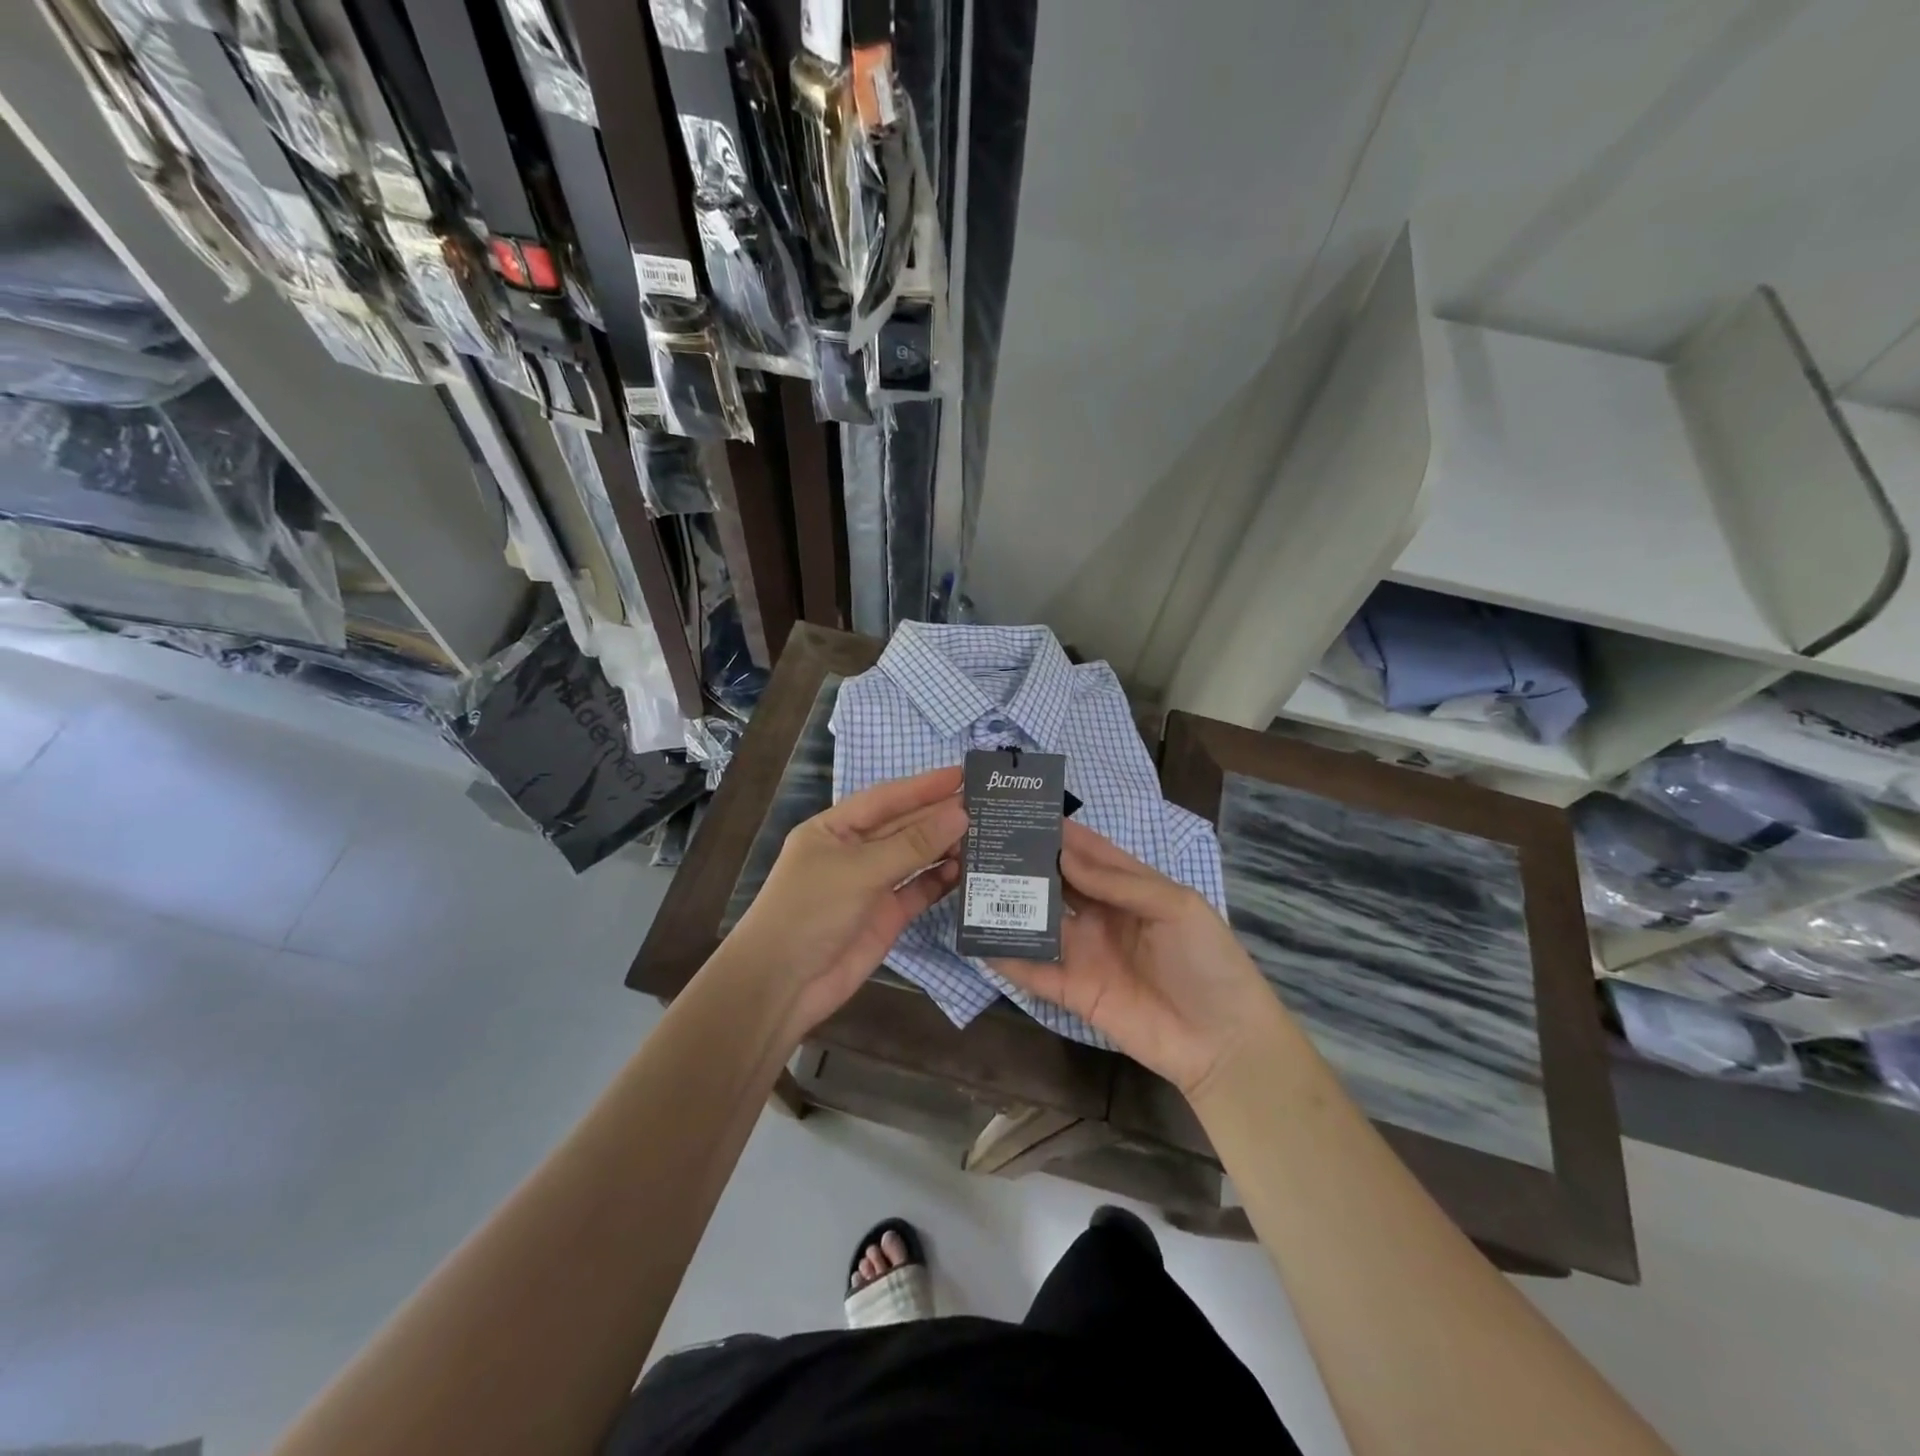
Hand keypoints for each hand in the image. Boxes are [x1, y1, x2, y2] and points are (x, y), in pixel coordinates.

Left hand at [727, 766, 966, 1040]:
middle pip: (904, 826)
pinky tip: (965, 871)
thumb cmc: (811, 911)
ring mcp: (872, 884)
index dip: (923, 786)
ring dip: (945, 847)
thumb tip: (960, 814)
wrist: (783, 984)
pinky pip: (919, 889)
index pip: (886, 799)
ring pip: (916, 857)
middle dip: (940, 815)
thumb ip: (912, 844)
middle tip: (986, 804)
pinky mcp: (887, 915)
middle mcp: (855, 851)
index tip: (963, 774)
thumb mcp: (860, 870)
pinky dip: (941, 880)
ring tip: (985, 835)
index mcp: (835, 828)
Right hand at [992, 820, 1279, 1098]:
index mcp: (1131, 889)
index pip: (1089, 853)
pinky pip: (1035, 971)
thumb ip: (1120, 881)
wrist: (1223, 1043)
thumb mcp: (1177, 907)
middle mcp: (1102, 916)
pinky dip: (1007, 956)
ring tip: (971, 882)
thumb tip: (1064, 856)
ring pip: (1040, 922)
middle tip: (985, 841)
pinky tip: (977, 939)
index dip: (1059, 833)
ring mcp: (1085, 954)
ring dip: (1011, 905)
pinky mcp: (1073, 992)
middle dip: (1027, 863)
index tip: (1021, 811)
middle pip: (1058, 883)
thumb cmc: (1208, 962)